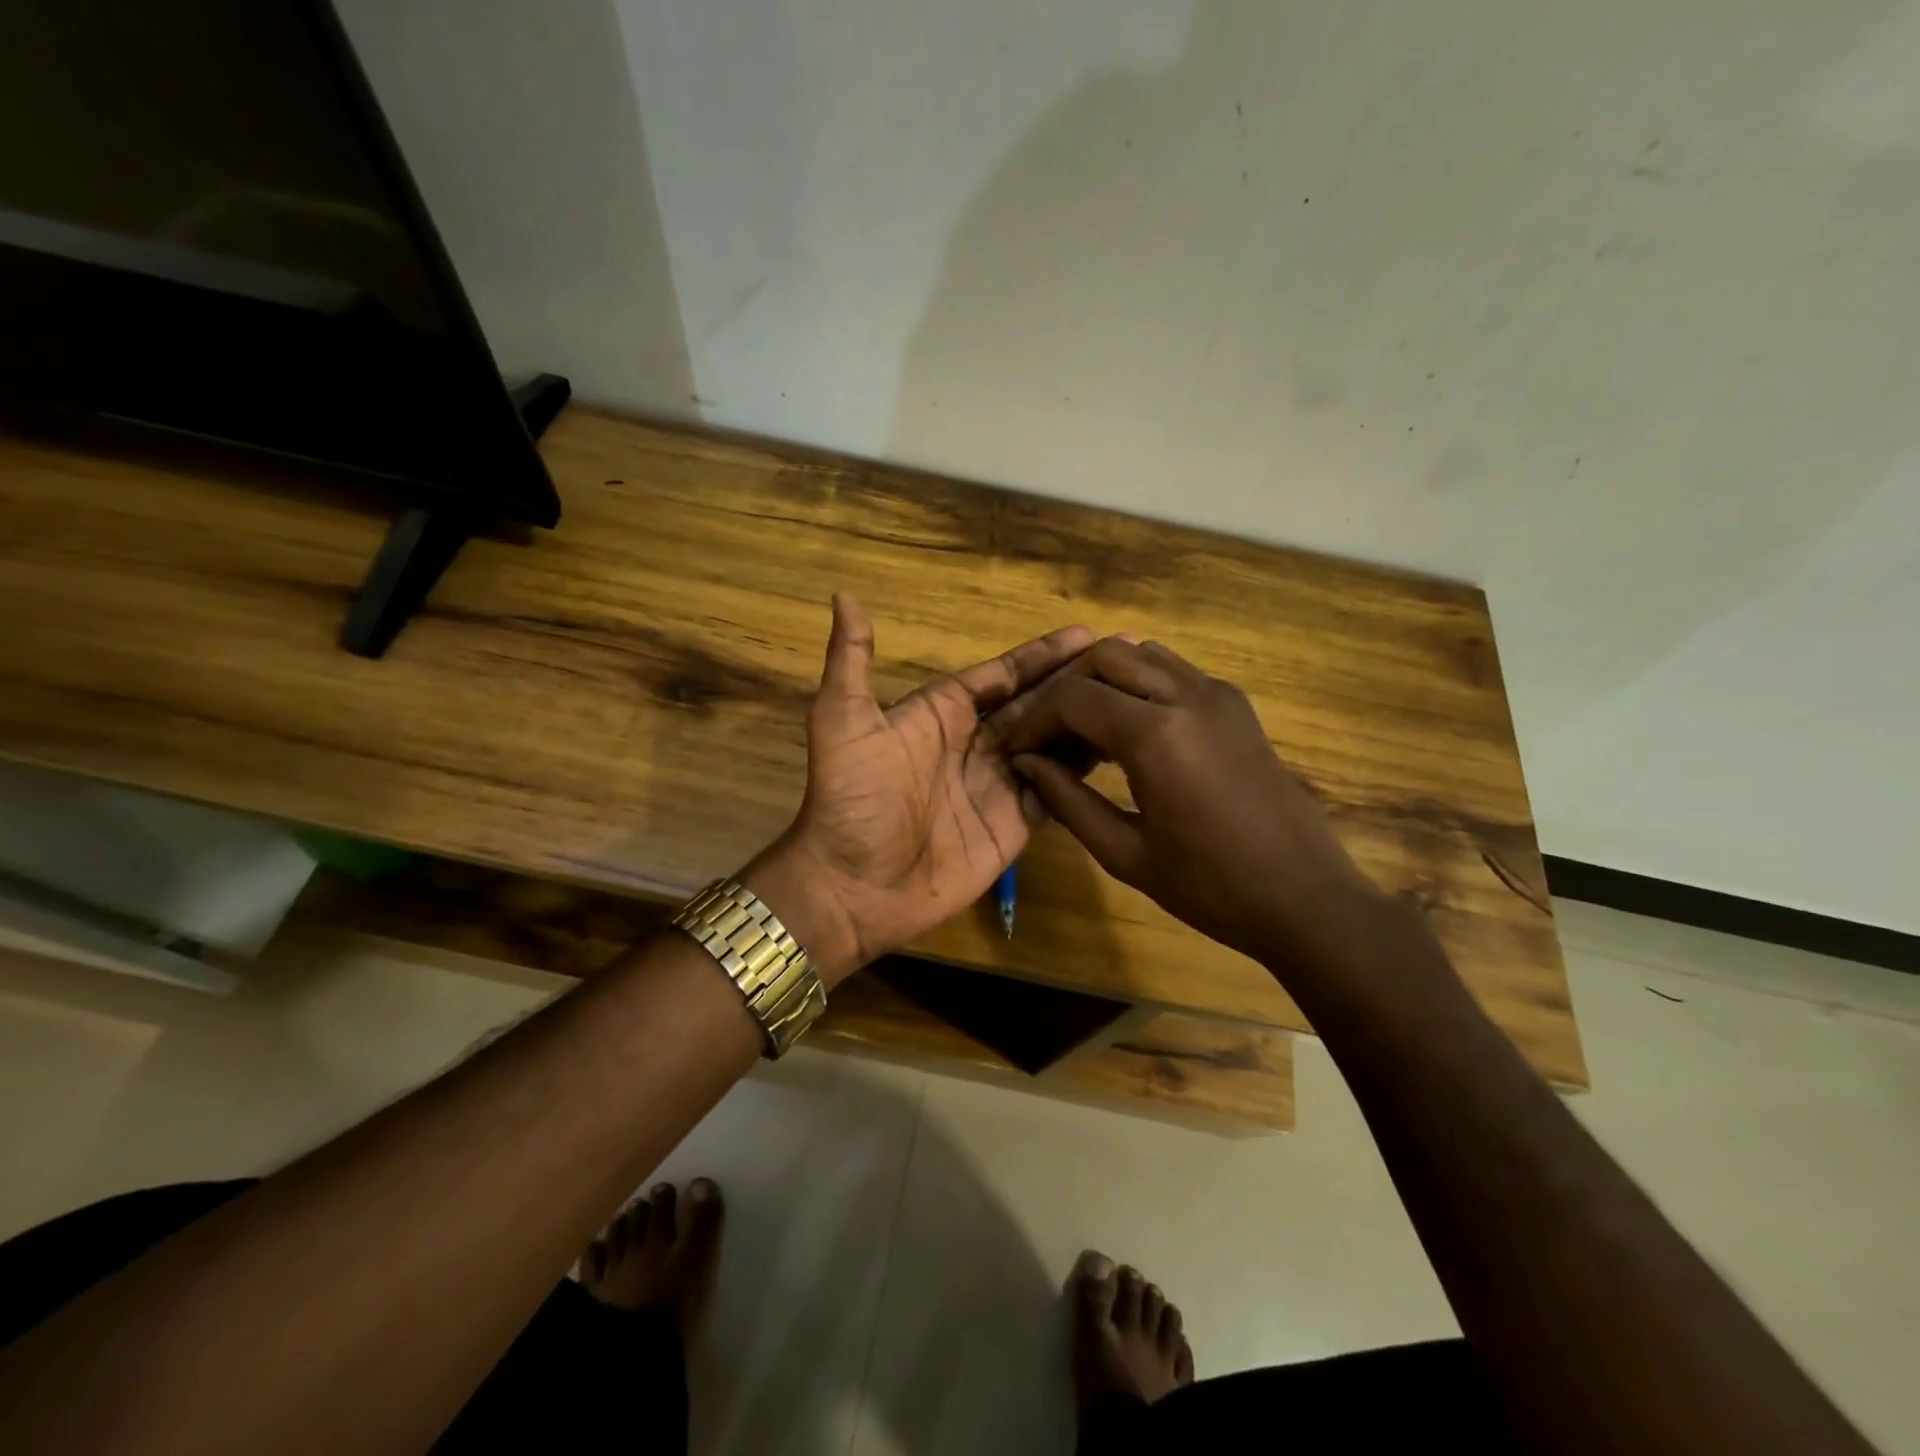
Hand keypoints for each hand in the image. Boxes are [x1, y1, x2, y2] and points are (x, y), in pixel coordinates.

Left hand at [750, 594, 1093, 983]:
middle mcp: (976, 743)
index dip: (1042, 655)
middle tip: (1129, 659)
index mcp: (942, 712)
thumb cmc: (851, 799)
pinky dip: (1083, 772)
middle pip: (1036, 704)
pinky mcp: (1013, 825)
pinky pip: (1056, 791)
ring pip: (1053, 743)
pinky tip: (1120, 751)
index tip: (1088, 634)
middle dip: (1077, 681)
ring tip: (1137, 698)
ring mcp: (998, 785)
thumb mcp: (843, 720)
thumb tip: (843, 594)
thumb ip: (852, 660)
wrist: (853, 887)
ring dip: (1088, 721)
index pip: (1003, 675)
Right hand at [995, 637, 1392, 981]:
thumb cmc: (1211, 887)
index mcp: (1156, 736)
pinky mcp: (1237, 704)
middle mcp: (1187, 697)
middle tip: (1049, 733)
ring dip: (1104, 678)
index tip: (1019, 750)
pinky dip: (1140, 683)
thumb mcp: (1126, 854)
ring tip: (1085, 727)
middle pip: (1106, 655)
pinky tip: (1131, 729)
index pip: (1073, 697)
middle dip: (1066, 687)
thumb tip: (1026, 764)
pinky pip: (1175, 671)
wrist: (1306, 897)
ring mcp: (1218, 694)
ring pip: (1143, 653)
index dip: (1036, 720)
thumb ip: (1068, 801)